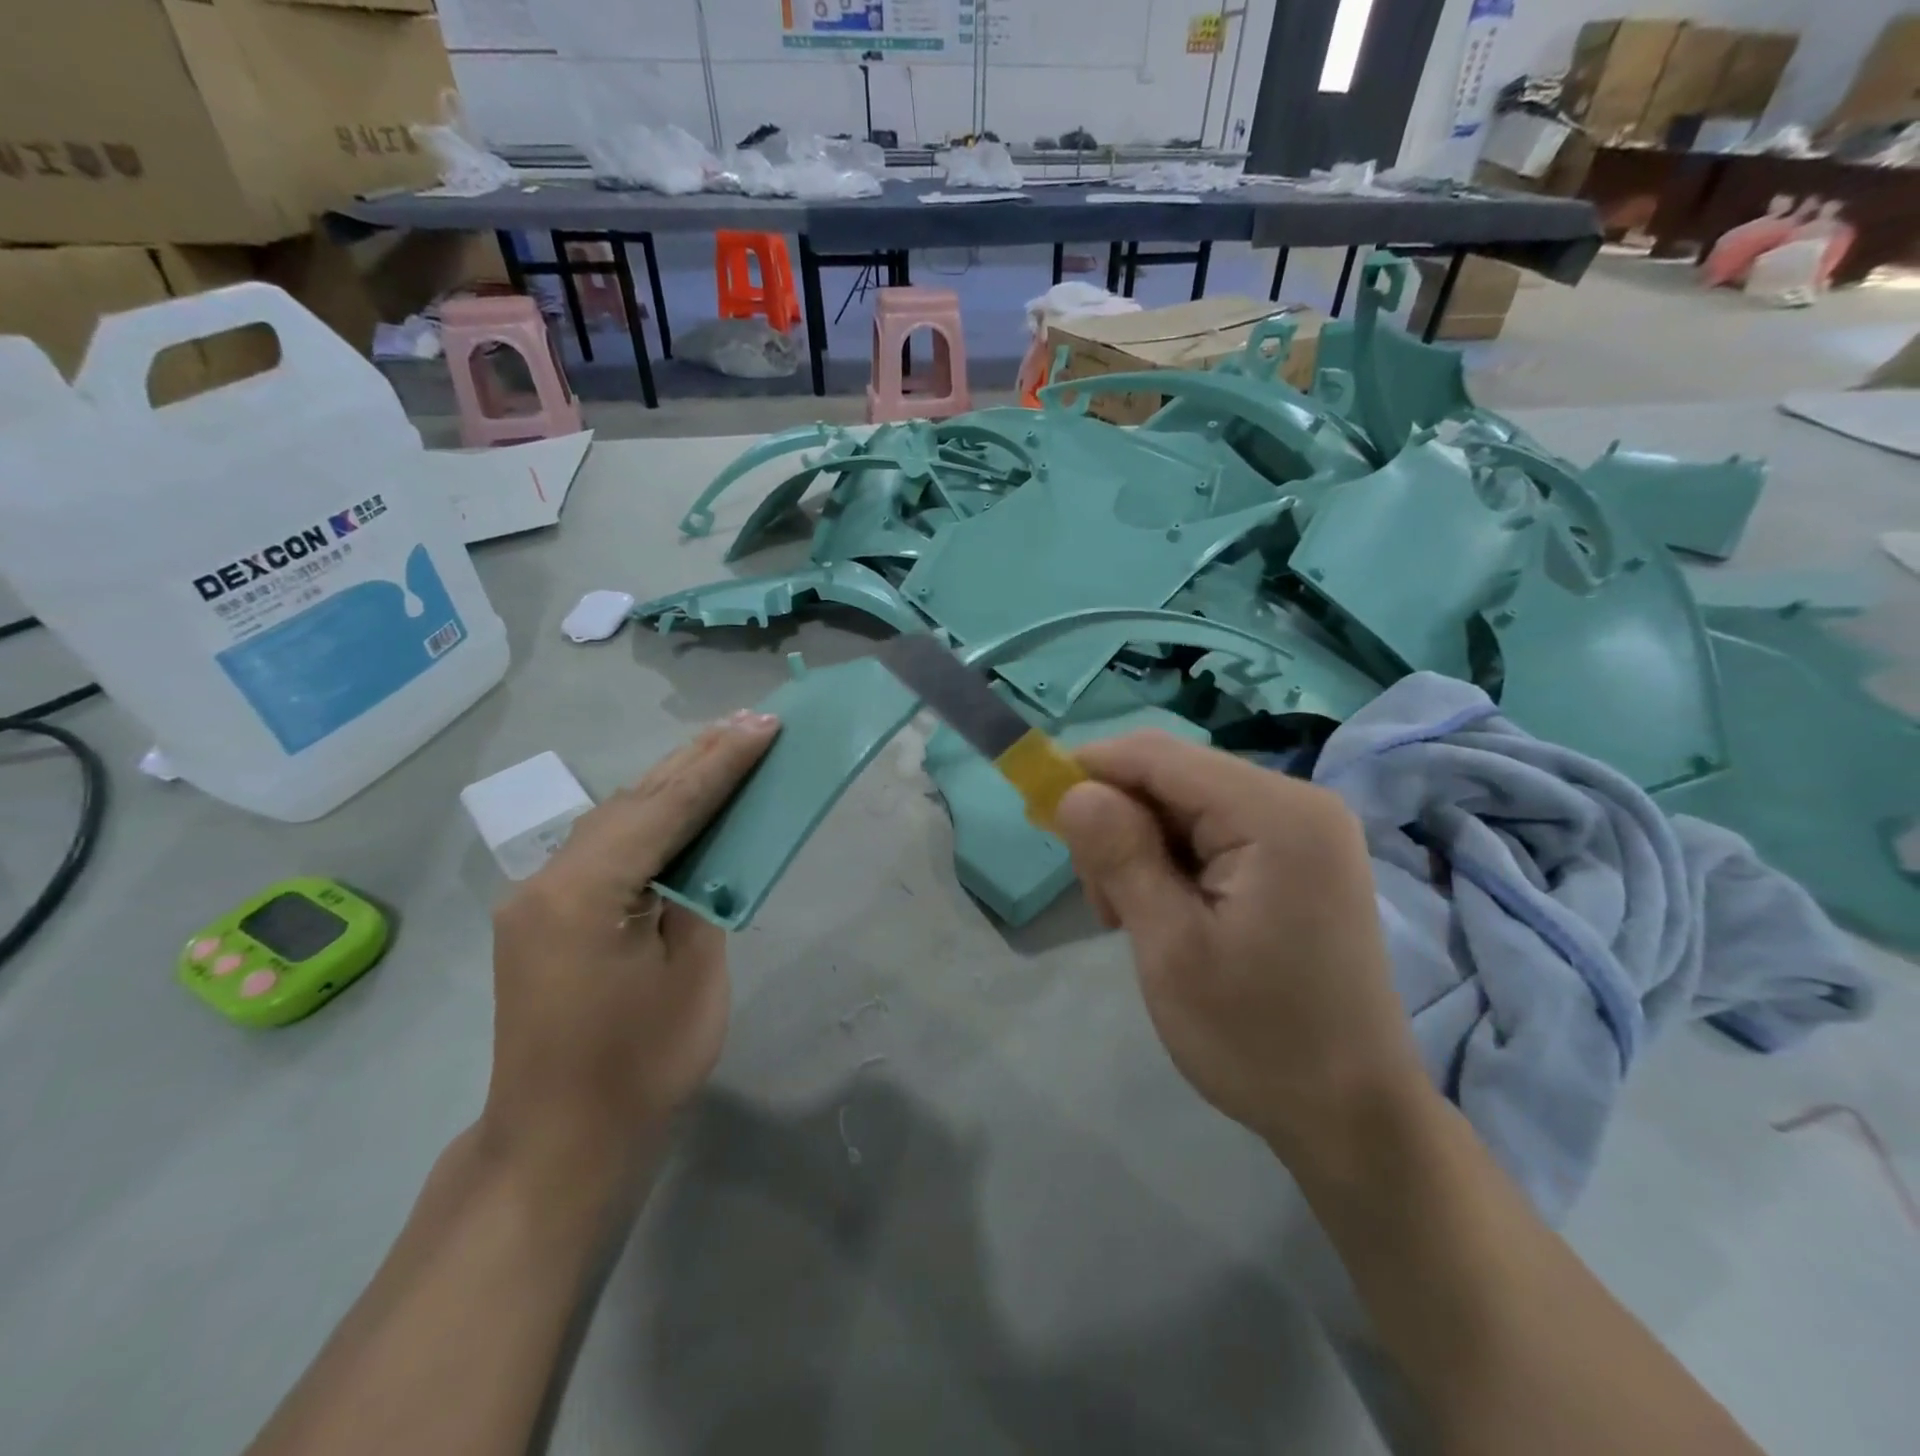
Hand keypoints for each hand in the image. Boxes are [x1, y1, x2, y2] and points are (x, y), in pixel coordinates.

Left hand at [482, 711, 779, 1174]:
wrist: (560, 1145)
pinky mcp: (544, 916)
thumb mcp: (693, 974)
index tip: (765, 725)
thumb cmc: (640, 1067)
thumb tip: (702, 853)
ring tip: (723, 746)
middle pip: (634, 799)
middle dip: (697, 757)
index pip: (666, 806)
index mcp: (585, 891)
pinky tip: (678, 804)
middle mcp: (548, 879)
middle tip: (751, 721)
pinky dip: (648, 819)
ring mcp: (538, 897)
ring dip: (672, 782)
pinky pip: (605, 847)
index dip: (722, 763)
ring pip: (616, 818)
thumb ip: (698, 897)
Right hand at [1053, 731, 1425, 1160]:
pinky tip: (1168, 911)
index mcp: (1275, 814)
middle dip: (1119, 822)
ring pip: (1187, 804)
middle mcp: (1298, 802)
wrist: (1354, 1116)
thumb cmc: (1258, 1039)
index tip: (1040, 809)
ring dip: (1142, 846)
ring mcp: (1304, 830)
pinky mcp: (1300, 857)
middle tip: (1102, 902)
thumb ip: (1120, 856)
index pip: (1159, 756)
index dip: (1090, 768)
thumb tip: (1073, 790)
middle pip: (1173, 777)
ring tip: (1132, 919)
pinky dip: (1174, 860)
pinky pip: (1215, 831)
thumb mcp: (1171, 948)